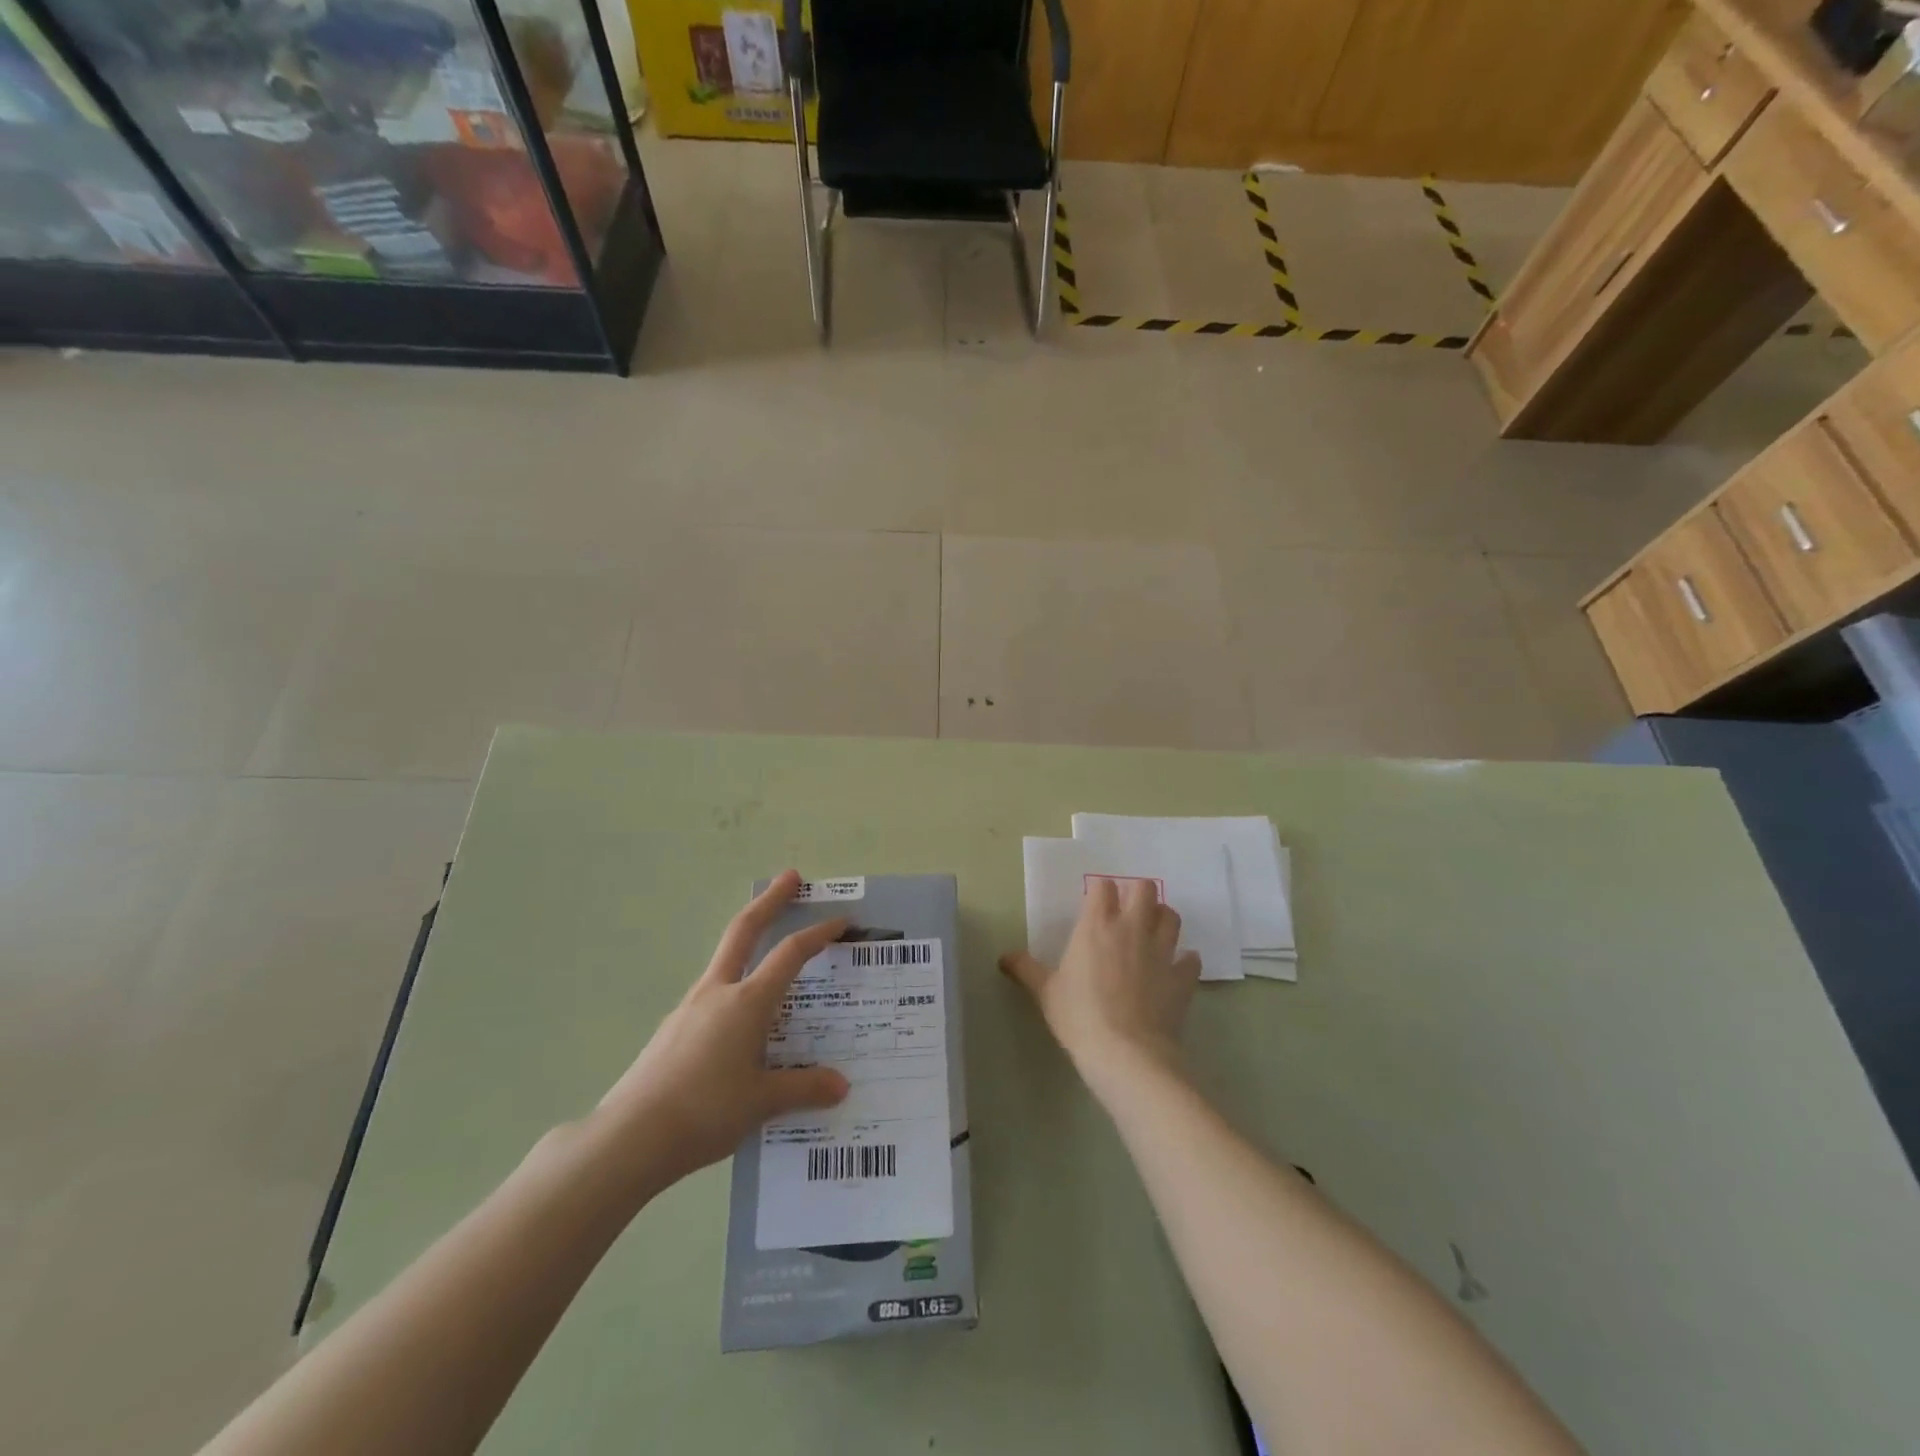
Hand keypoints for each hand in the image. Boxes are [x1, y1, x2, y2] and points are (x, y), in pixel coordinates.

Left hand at [596, 871, 849, 1187]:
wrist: (630, 1137)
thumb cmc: (705, 1111)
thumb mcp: (761, 1102)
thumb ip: (803, 1089)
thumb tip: (840, 1086)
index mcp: (747, 1001)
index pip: (790, 953)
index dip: (818, 933)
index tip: (840, 921)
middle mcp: (718, 992)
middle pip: (745, 929)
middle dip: (770, 900)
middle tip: (790, 877)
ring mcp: (690, 1007)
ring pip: (725, 959)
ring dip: (749, 939)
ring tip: (770, 950)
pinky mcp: (672, 1028)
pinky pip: (712, 994)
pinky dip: (734, 985)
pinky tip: (739, 1019)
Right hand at [1000, 876, 1200, 1095]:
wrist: (1127, 1054)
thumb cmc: (1080, 1016)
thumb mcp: (1046, 992)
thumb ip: (1026, 969)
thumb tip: (1004, 957)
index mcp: (1096, 926)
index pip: (1103, 887)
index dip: (1100, 891)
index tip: (1095, 903)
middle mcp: (1132, 928)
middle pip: (1145, 889)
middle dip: (1138, 894)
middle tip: (1127, 912)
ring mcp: (1162, 951)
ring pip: (1172, 916)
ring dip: (1163, 919)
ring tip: (1152, 933)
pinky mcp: (1183, 976)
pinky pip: (1191, 958)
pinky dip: (1184, 960)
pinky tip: (1174, 969)